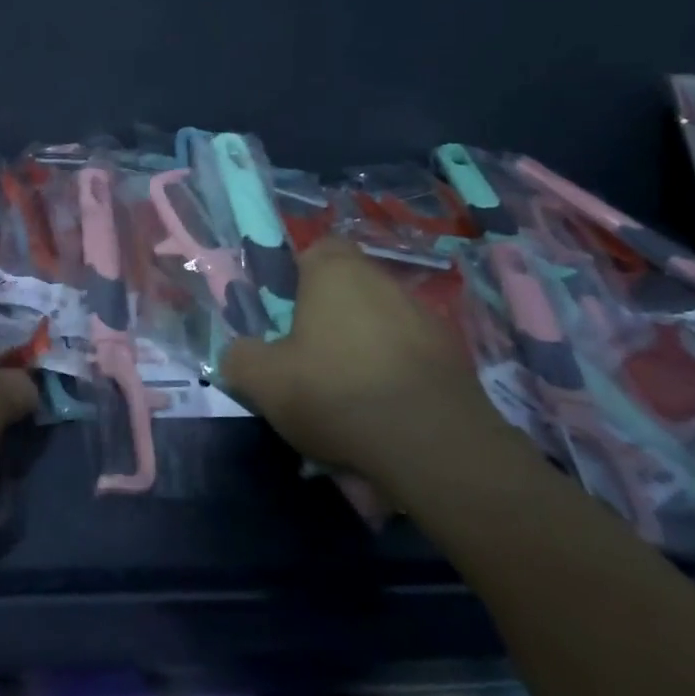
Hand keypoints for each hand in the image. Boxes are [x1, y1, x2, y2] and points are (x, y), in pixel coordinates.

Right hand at [222, 238, 512, 494]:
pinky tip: (383, 412)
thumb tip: (239, 352)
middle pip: (350, 286)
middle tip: (308, 354)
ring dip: (365, 344)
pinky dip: (395, 373)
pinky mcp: (456, 359)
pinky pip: (411, 356)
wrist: (434, 447)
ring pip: (383, 321)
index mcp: (336, 273)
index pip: (317, 247)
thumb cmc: (335, 392)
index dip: (298, 273)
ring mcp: (427, 319)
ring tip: (347, 391)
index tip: (284, 309)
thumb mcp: (262, 380)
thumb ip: (240, 357)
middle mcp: (385, 282)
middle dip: (330, 313)